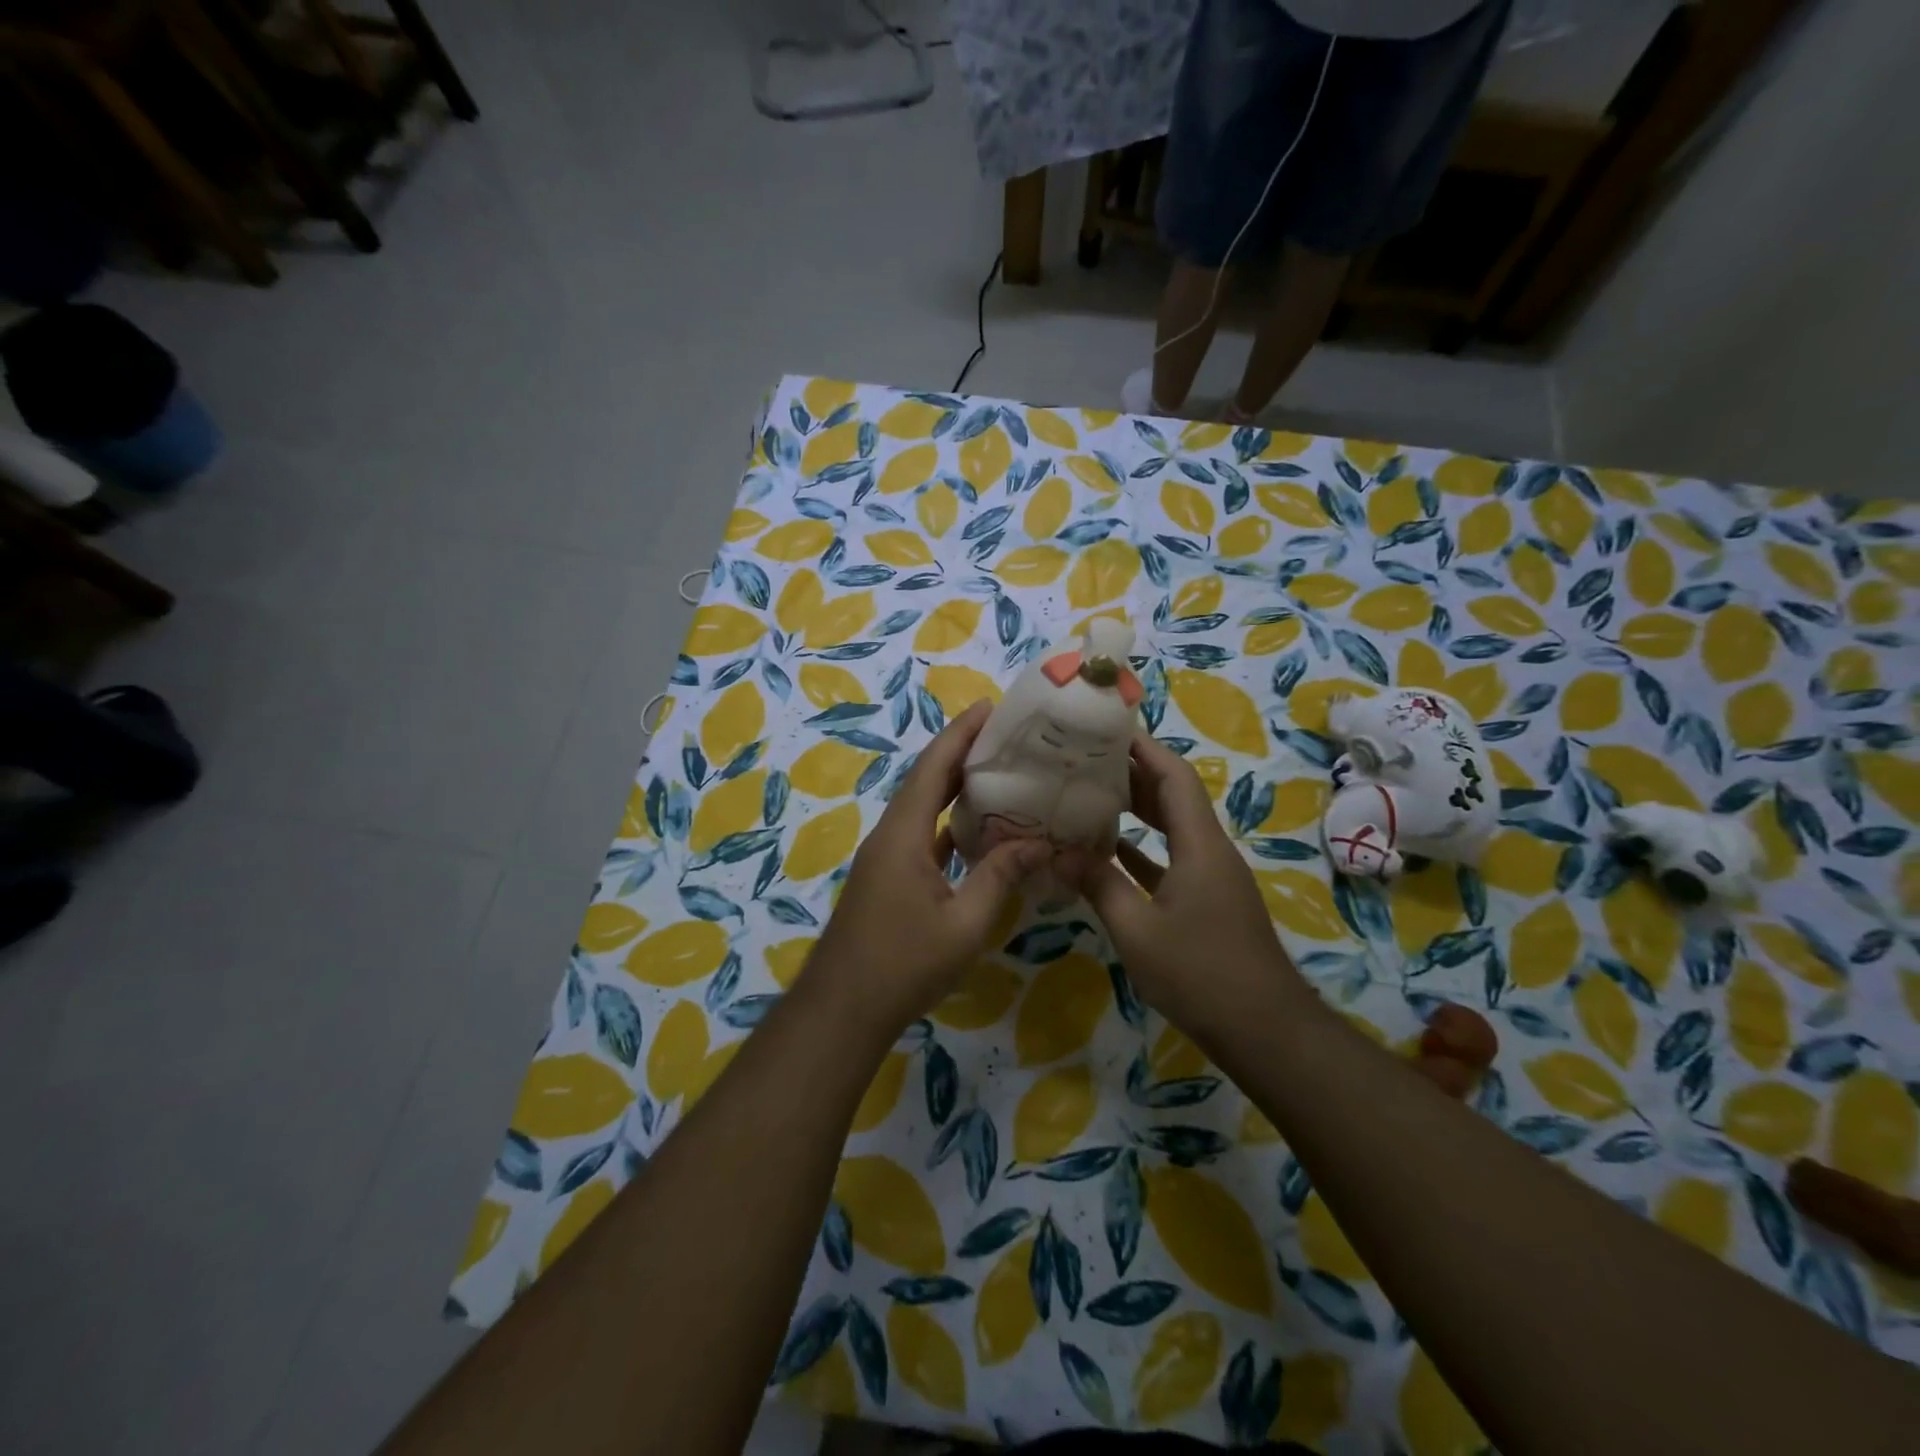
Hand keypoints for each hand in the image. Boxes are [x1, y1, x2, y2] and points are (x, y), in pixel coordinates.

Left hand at [807, 701, 1046, 1040]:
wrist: (843, 1009)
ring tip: (999, 774)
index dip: (960, 734)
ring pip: (923, 808)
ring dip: (955, 788)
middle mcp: (891, 835)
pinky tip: (978, 831)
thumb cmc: (904, 964)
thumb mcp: (964, 923)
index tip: (989, 707)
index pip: (933, 768)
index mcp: (904, 834)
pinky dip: (949, 825)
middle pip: (926, 780)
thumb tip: (1040, 843)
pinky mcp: (888, 878)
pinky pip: (922, 836)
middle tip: (1005, 736)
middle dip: (961, 753)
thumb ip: (1001, 878)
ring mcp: (886, 857)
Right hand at [1061, 730, 1307, 1036]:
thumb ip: (1099, 885)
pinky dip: (1143, 850)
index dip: (1143, 748)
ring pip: (1173, 828)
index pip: (1173, 777)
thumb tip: (1061, 852)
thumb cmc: (1200, 973)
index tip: (1107, 729)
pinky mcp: (1208, 901)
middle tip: (1086, 760)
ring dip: (1138, 810)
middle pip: (1174, 796)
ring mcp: (1211, 877)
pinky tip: (1110, 851)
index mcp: (1200, 845)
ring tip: (1091, 794)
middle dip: (1133, 773)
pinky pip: (1172, 859)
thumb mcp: (1138, 930)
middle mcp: (1209, 850)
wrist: (1263, 1030)